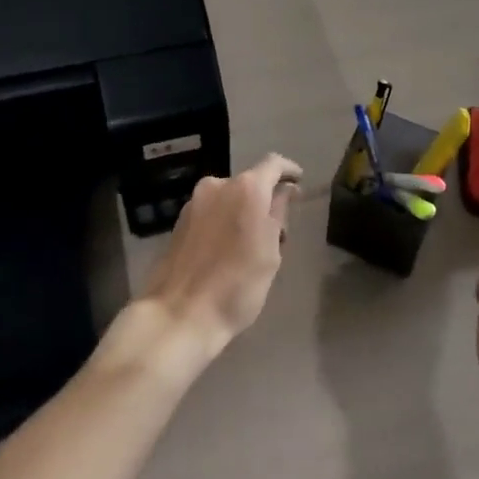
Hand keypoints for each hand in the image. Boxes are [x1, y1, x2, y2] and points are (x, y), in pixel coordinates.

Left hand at [138, 153, 300, 356]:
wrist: (178, 315)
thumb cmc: (237, 286)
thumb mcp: (270, 253)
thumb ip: (279, 214)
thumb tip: (285, 191)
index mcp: (247, 188)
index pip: (274, 164)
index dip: (289, 170)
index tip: (300, 181)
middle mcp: (219, 185)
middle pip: (250, 183)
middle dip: (264, 200)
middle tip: (277, 232)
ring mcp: (195, 202)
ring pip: (229, 198)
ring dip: (242, 212)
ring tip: (250, 246)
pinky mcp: (179, 221)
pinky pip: (211, 212)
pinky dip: (223, 222)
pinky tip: (226, 250)